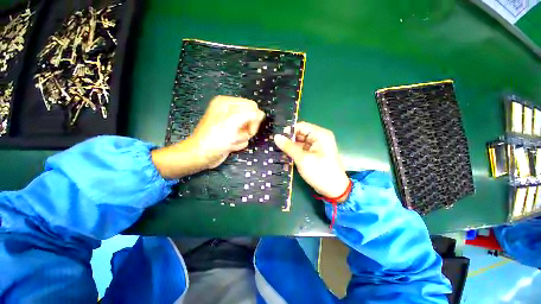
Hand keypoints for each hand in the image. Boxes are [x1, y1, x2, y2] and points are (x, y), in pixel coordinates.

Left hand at [152, 96, 264, 178]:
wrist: (202, 156)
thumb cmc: (216, 137)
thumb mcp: (233, 121)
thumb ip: (250, 114)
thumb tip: (261, 114)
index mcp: (227, 103)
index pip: (252, 106)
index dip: (254, 118)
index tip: (250, 129)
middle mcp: (229, 112)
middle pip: (251, 118)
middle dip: (246, 130)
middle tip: (237, 135)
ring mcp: (230, 124)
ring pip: (248, 130)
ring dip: (241, 138)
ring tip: (230, 141)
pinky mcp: (231, 134)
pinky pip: (243, 137)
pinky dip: (238, 143)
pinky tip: (229, 145)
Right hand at [274, 122, 349, 201]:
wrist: (334, 190)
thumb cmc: (320, 172)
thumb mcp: (302, 159)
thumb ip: (289, 147)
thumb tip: (276, 137)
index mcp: (320, 135)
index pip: (301, 126)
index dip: (288, 130)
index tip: (276, 136)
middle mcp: (319, 137)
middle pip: (300, 134)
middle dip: (288, 139)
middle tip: (274, 143)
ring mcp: (317, 146)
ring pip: (300, 142)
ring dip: (290, 146)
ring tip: (276, 149)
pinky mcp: (314, 154)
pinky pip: (302, 149)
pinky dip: (294, 151)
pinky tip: (284, 154)